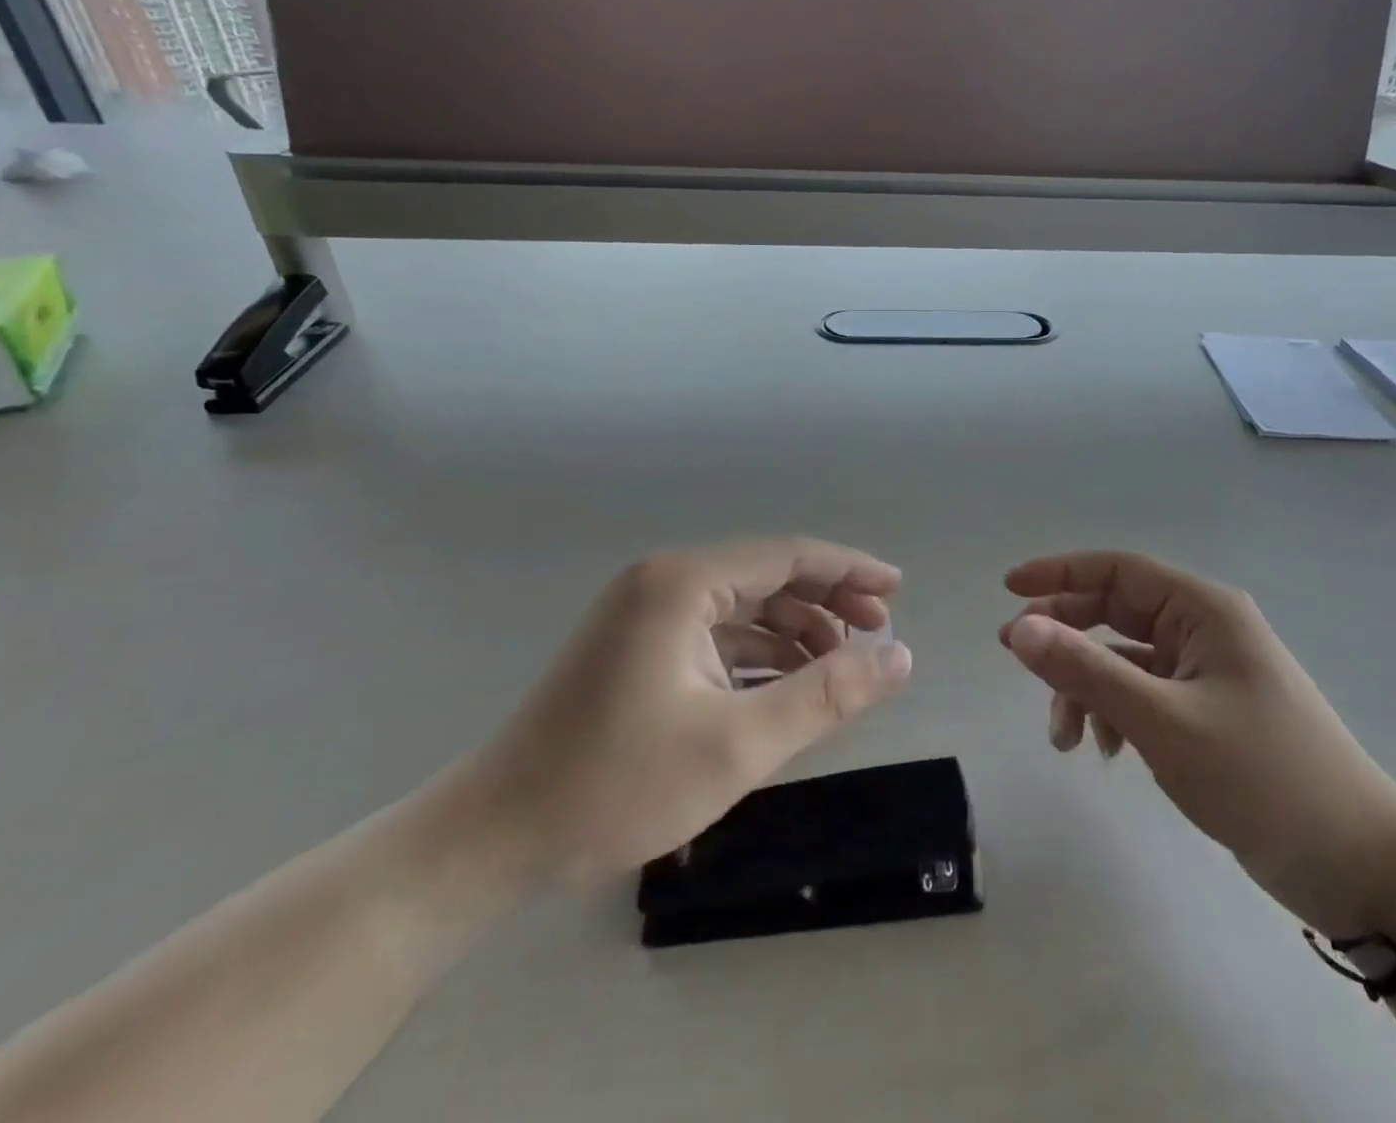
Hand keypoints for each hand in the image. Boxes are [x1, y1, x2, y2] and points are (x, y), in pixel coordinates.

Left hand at [472, 537, 913, 887]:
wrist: (495, 839)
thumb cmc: (617, 786)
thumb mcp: (739, 744)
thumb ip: (827, 695)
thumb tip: (900, 656)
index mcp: (684, 583)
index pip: (787, 556)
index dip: (849, 569)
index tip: (897, 590)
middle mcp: (665, 582)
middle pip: (768, 576)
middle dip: (827, 601)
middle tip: (879, 632)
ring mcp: (647, 614)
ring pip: (745, 607)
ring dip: (796, 631)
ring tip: (842, 665)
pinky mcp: (640, 647)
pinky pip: (718, 635)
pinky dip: (760, 654)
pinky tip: (790, 684)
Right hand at [1000, 551, 1395, 940]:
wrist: (1360, 865)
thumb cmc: (1263, 777)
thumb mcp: (1163, 722)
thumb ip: (1086, 670)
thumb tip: (1018, 627)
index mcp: (1203, 610)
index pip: (1117, 570)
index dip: (1059, 573)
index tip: (1008, 589)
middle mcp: (1203, 629)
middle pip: (1115, 611)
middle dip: (1065, 636)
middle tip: (1016, 658)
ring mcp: (1207, 672)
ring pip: (1123, 659)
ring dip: (1087, 688)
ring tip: (1064, 738)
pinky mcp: (1208, 712)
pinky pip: (1143, 694)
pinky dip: (1114, 714)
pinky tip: (1107, 752)